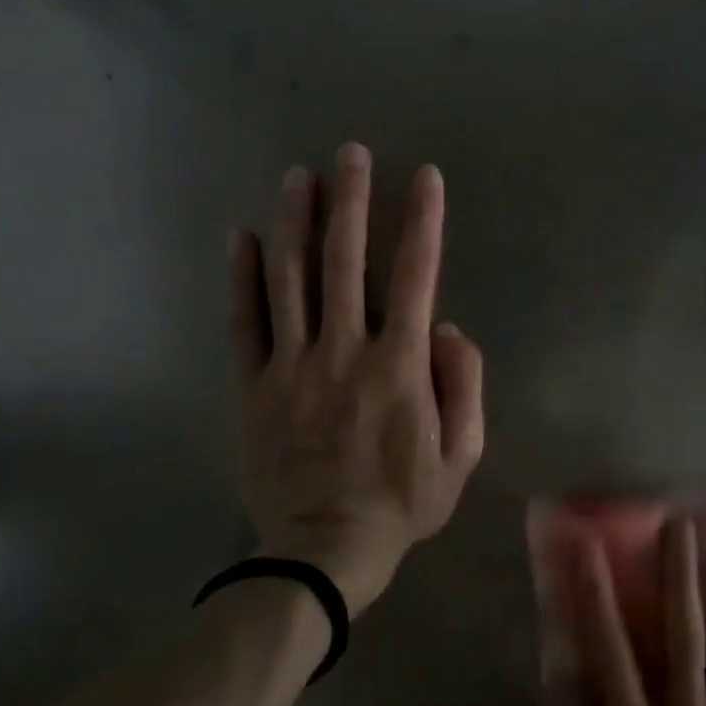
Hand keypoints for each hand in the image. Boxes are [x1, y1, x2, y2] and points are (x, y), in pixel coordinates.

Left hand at [230, 144, 484, 616]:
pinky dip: (242, 277)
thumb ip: (463, 386)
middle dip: (351, 201)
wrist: (323, 552)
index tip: (426, 178)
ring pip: (291, 278)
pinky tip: (244, 236)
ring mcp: (292, 366)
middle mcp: (344, 350)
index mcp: (398, 365)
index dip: (422, 221)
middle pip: (345, 260)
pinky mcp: (254, 386)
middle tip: (351, 153)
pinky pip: (244, 323)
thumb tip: (446, 330)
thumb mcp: (462, 456)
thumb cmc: (402, 503)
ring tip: (300, 175)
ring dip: (297, 221)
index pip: (416, 275)